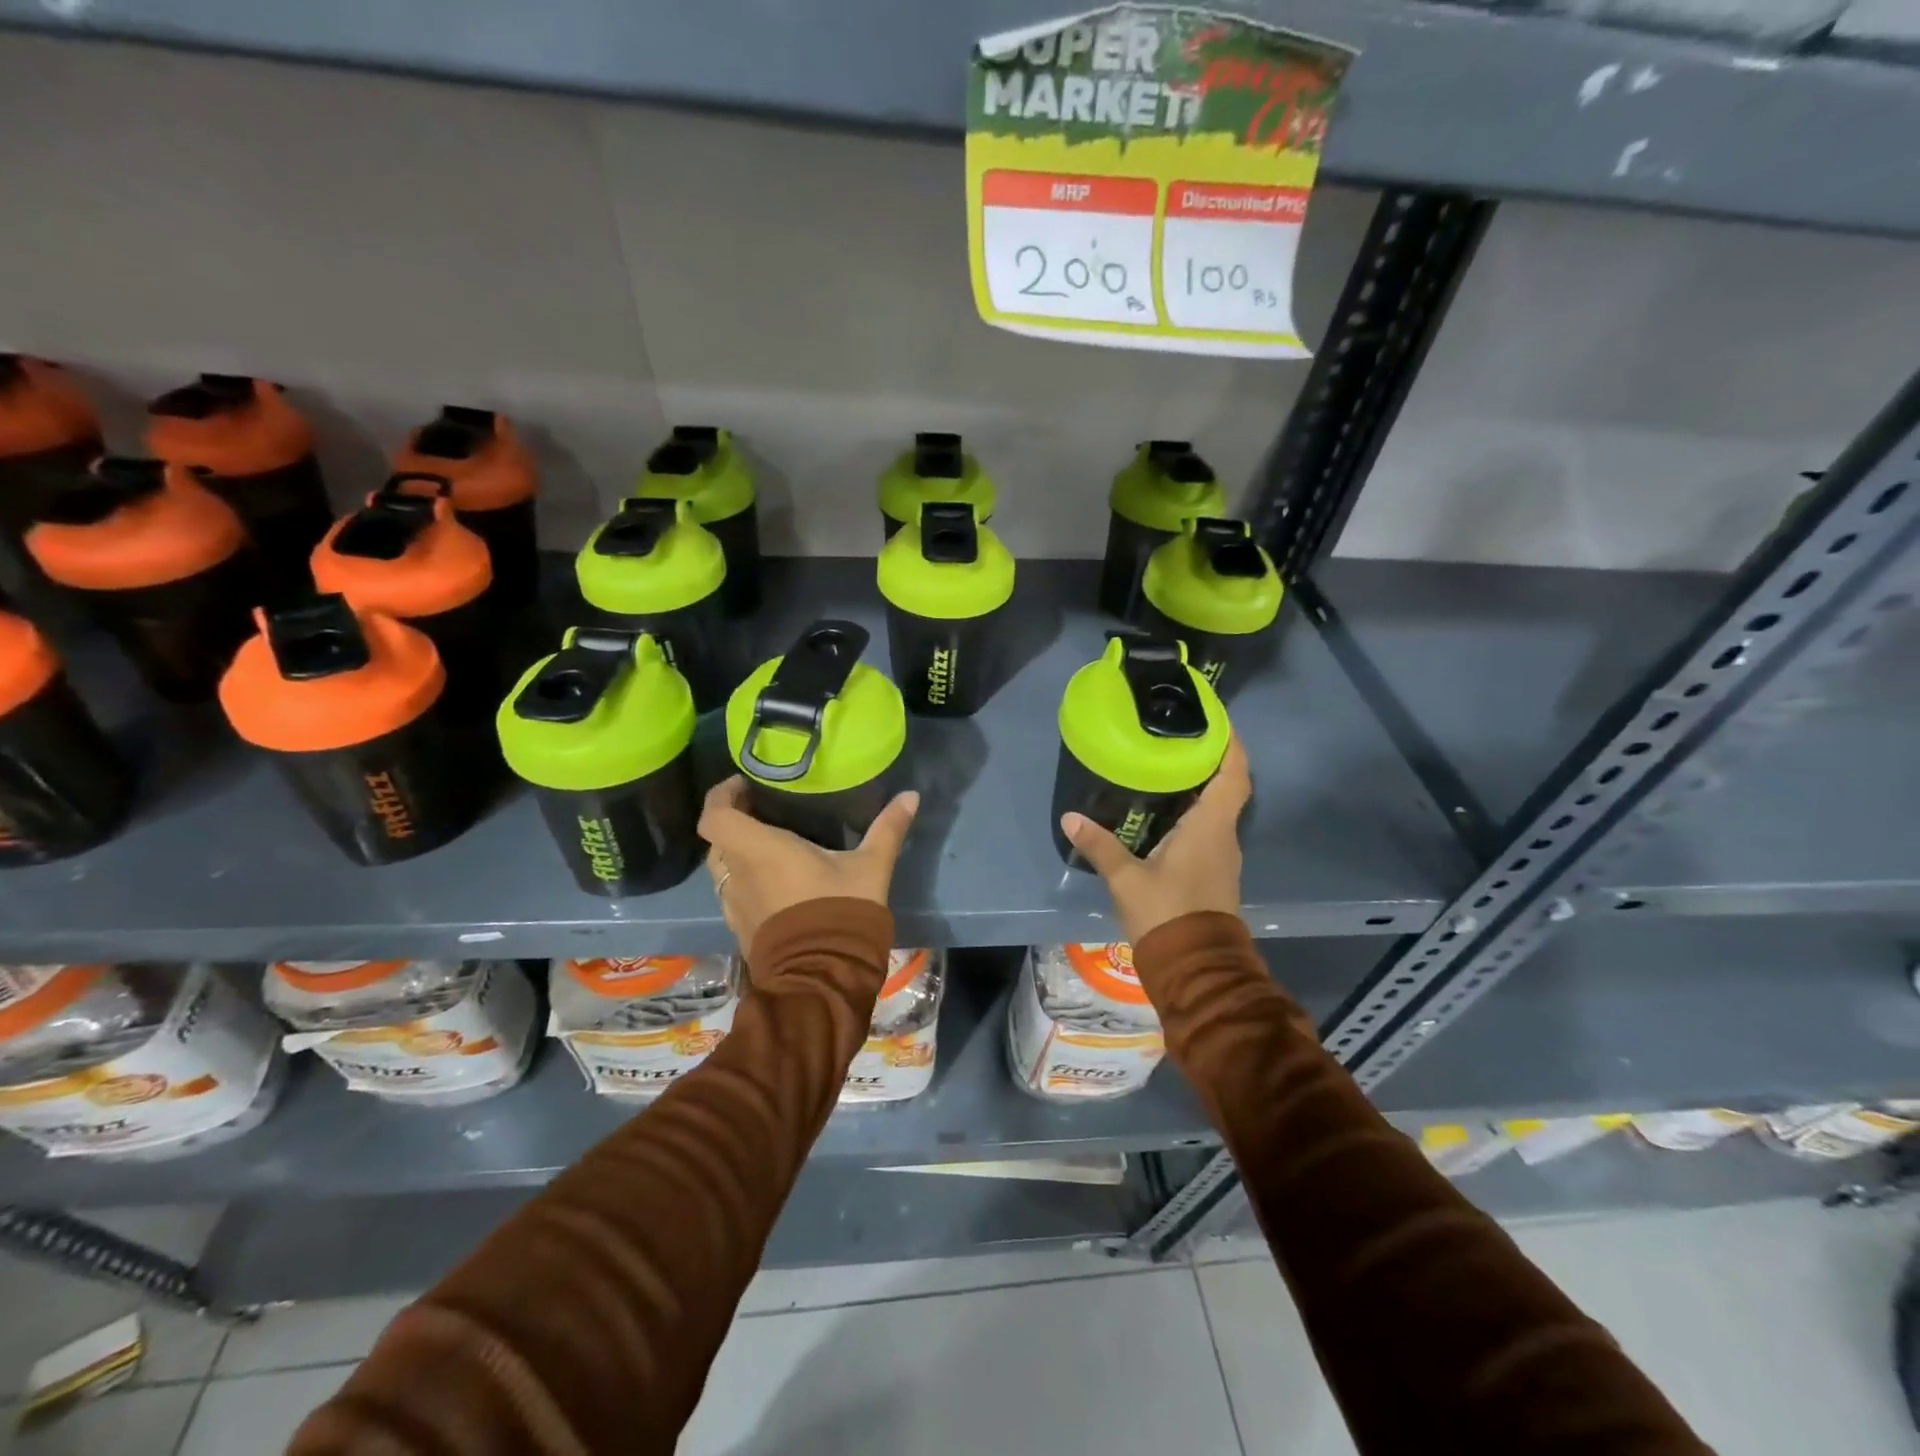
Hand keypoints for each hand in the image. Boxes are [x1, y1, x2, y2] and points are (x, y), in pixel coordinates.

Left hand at [699, 776, 919, 951]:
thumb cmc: (841, 911)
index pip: (715, 814)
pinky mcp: (741, 928)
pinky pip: (733, 894)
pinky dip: (745, 880)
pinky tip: (775, 882)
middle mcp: (738, 873)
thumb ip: (888, 828)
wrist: (822, 977)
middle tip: (763, 810)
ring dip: (738, 852)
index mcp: (759, 849)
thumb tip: (911, 795)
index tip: (745, 786)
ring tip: (770, 845)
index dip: (722, 795)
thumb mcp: (871, 866)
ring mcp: (735, 904)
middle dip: (734, 821)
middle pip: (718, 839)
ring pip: (723, 868)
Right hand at [1060, 734, 1250, 944]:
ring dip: (1198, 788)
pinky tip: (1162, 813)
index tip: (1216, 720)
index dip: (1230, 745)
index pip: (1234, 775)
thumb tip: (1070, 818)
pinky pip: (1206, 831)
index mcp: (1211, 828)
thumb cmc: (1168, 914)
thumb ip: (1100, 846)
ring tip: (1164, 767)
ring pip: (1215, 811)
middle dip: (1206, 761)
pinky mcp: (1212, 874)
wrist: (1196, 969)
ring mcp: (1221, 857)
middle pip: (1225, 788)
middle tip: (1175, 738)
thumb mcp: (1127, 879)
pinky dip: (1191, 814)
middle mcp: (1223, 837)